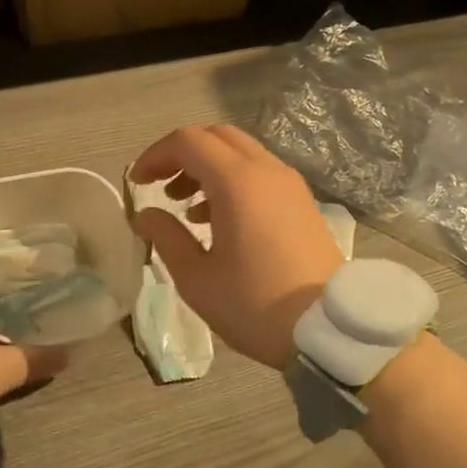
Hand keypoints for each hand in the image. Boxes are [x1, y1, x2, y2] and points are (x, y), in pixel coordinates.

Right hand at [130, 125, 341, 369]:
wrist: (328, 330)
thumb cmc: (254, 304)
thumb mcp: (196, 278)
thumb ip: (165, 237)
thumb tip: (145, 215)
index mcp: (237, 182)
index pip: (188, 141)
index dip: (156, 155)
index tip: (138, 183)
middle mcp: (266, 170)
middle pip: (216, 137)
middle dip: (182, 155)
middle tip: (161, 186)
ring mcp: (289, 184)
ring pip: (240, 153)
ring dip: (207, 167)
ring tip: (186, 208)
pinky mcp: (302, 202)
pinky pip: (260, 173)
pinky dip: (232, 180)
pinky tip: (218, 220)